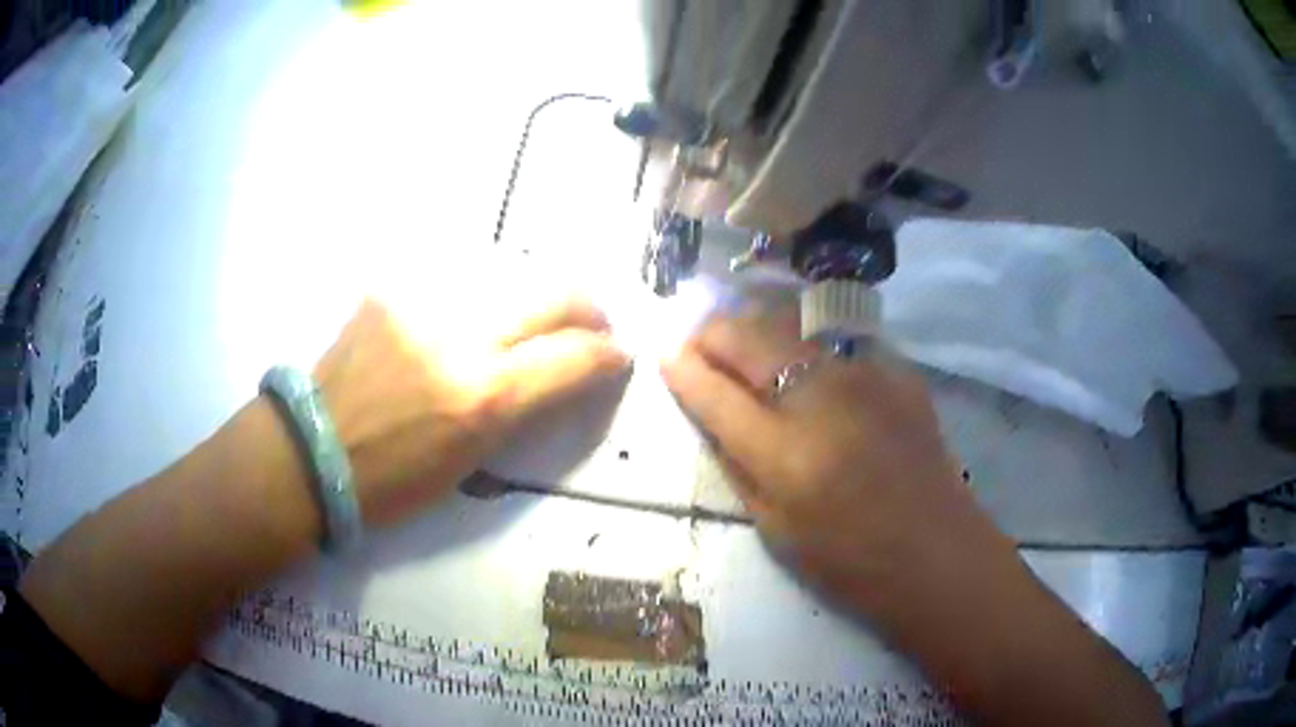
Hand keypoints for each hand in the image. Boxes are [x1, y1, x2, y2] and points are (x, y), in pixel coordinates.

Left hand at [314, 296, 629, 525]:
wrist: (311, 450)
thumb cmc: (392, 480)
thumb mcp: (470, 461)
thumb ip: (521, 409)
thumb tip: (559, 376)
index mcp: (483, 398)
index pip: (573, 358)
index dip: (608, 356)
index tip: (618, 356)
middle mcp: (460, 338)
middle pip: (553, 294)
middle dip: (588, 309)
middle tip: (593, 324)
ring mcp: (423, 303)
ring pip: (509, 277)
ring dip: (535, 299)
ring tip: (535, 319)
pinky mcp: (393, 289)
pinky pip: (457, 282)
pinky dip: (480, 299)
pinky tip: (471, 317)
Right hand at [660, 309, 1016, 616]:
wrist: (936, 551)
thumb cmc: (850, 560)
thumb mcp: (774, 528)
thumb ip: (737, 465)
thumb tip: (710, 413)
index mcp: (785, 453)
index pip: (714, 391)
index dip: (681, 368)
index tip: (665, 356)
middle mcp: (822, 398)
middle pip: (748, 337)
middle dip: (711, 333)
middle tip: (698, 342)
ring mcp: (865, 376)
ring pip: (790, 324)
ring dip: (755, 327)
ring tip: (743, 340)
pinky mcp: (897, 370)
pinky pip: (837, 340)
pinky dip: (807, 343)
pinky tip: (807, 361)